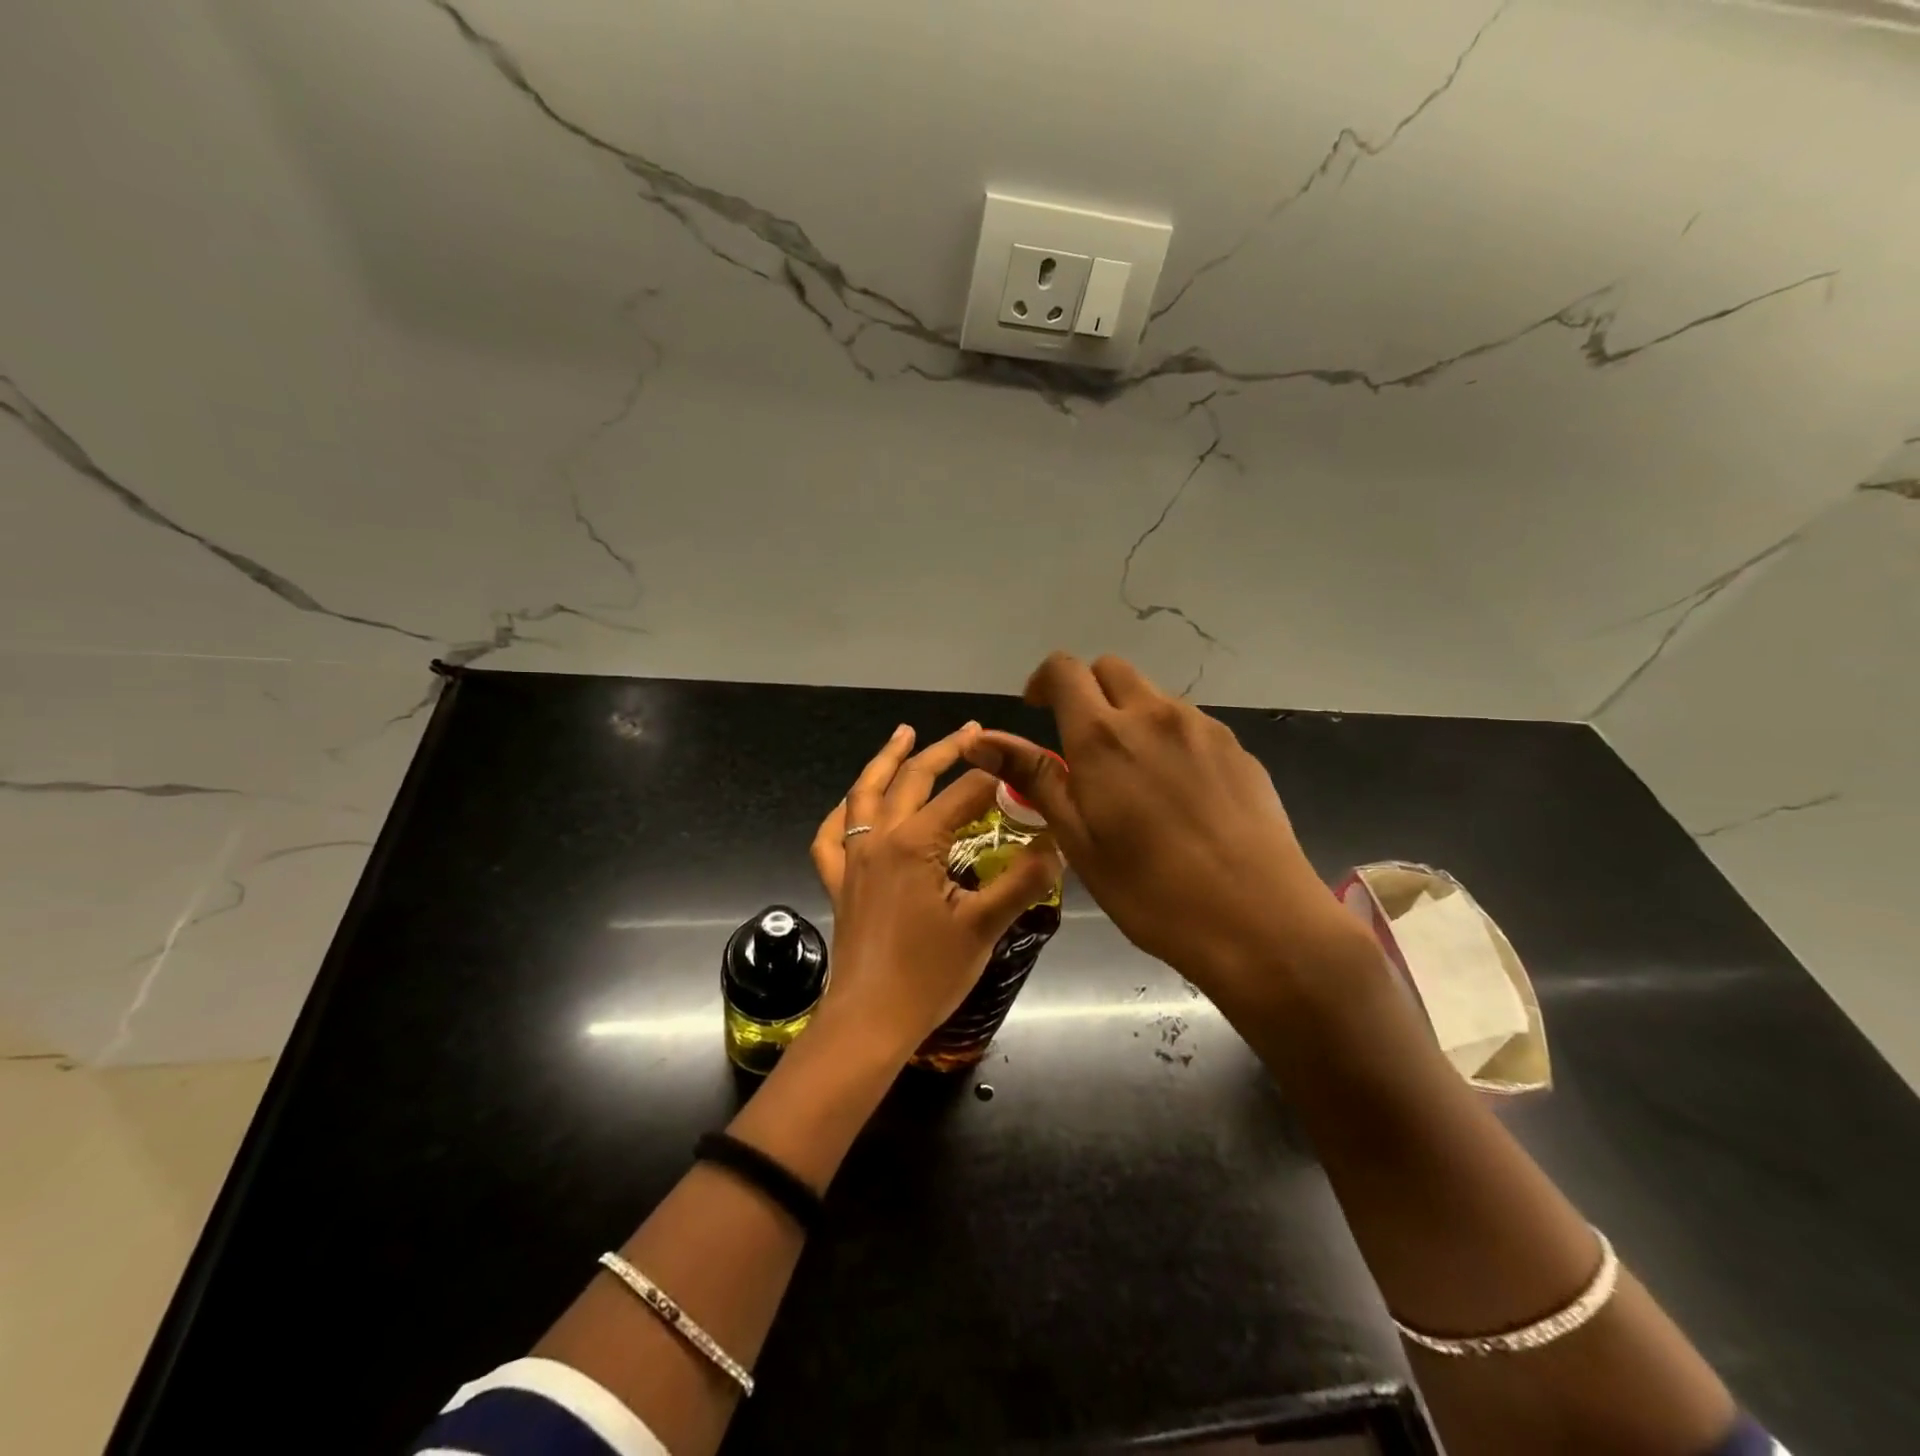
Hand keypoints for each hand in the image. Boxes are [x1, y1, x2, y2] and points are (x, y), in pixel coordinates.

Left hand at [808, 723, 1059, 1061]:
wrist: (869, 1021)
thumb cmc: (928, 975)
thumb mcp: (985, 927)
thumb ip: (1023, 880)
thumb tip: (1057, 844)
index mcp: (915, 842)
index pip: (963, 794)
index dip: (996, 779)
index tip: (1022, 771)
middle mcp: (880, 838)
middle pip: (912, 779)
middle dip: (945, 750)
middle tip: (972, 731)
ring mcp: (853, 858)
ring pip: (865, 794)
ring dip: (886, 760)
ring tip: (904, 734)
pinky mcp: (839, 881)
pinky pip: (832, 835)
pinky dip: (843, 811)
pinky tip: (852, 804)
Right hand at [964, 653, 1361, 1013]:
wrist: (1258, 921)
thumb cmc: (1150, 891)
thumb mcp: (1078, 839)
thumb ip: (1032, 777)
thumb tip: (979, 741)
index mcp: (1104, 736)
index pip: (1064, 670)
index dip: (1043, 681)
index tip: (1037, 710)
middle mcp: (1154, 715)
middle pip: (1111, 669)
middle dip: (1087, 691)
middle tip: (1082, 744)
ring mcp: (1203, 728)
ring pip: (1153, 697)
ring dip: (1130, 716)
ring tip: (1133, 778)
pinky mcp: (1239, 748)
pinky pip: (1191, 725)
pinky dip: (1168, 738)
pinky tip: (1179, 794)